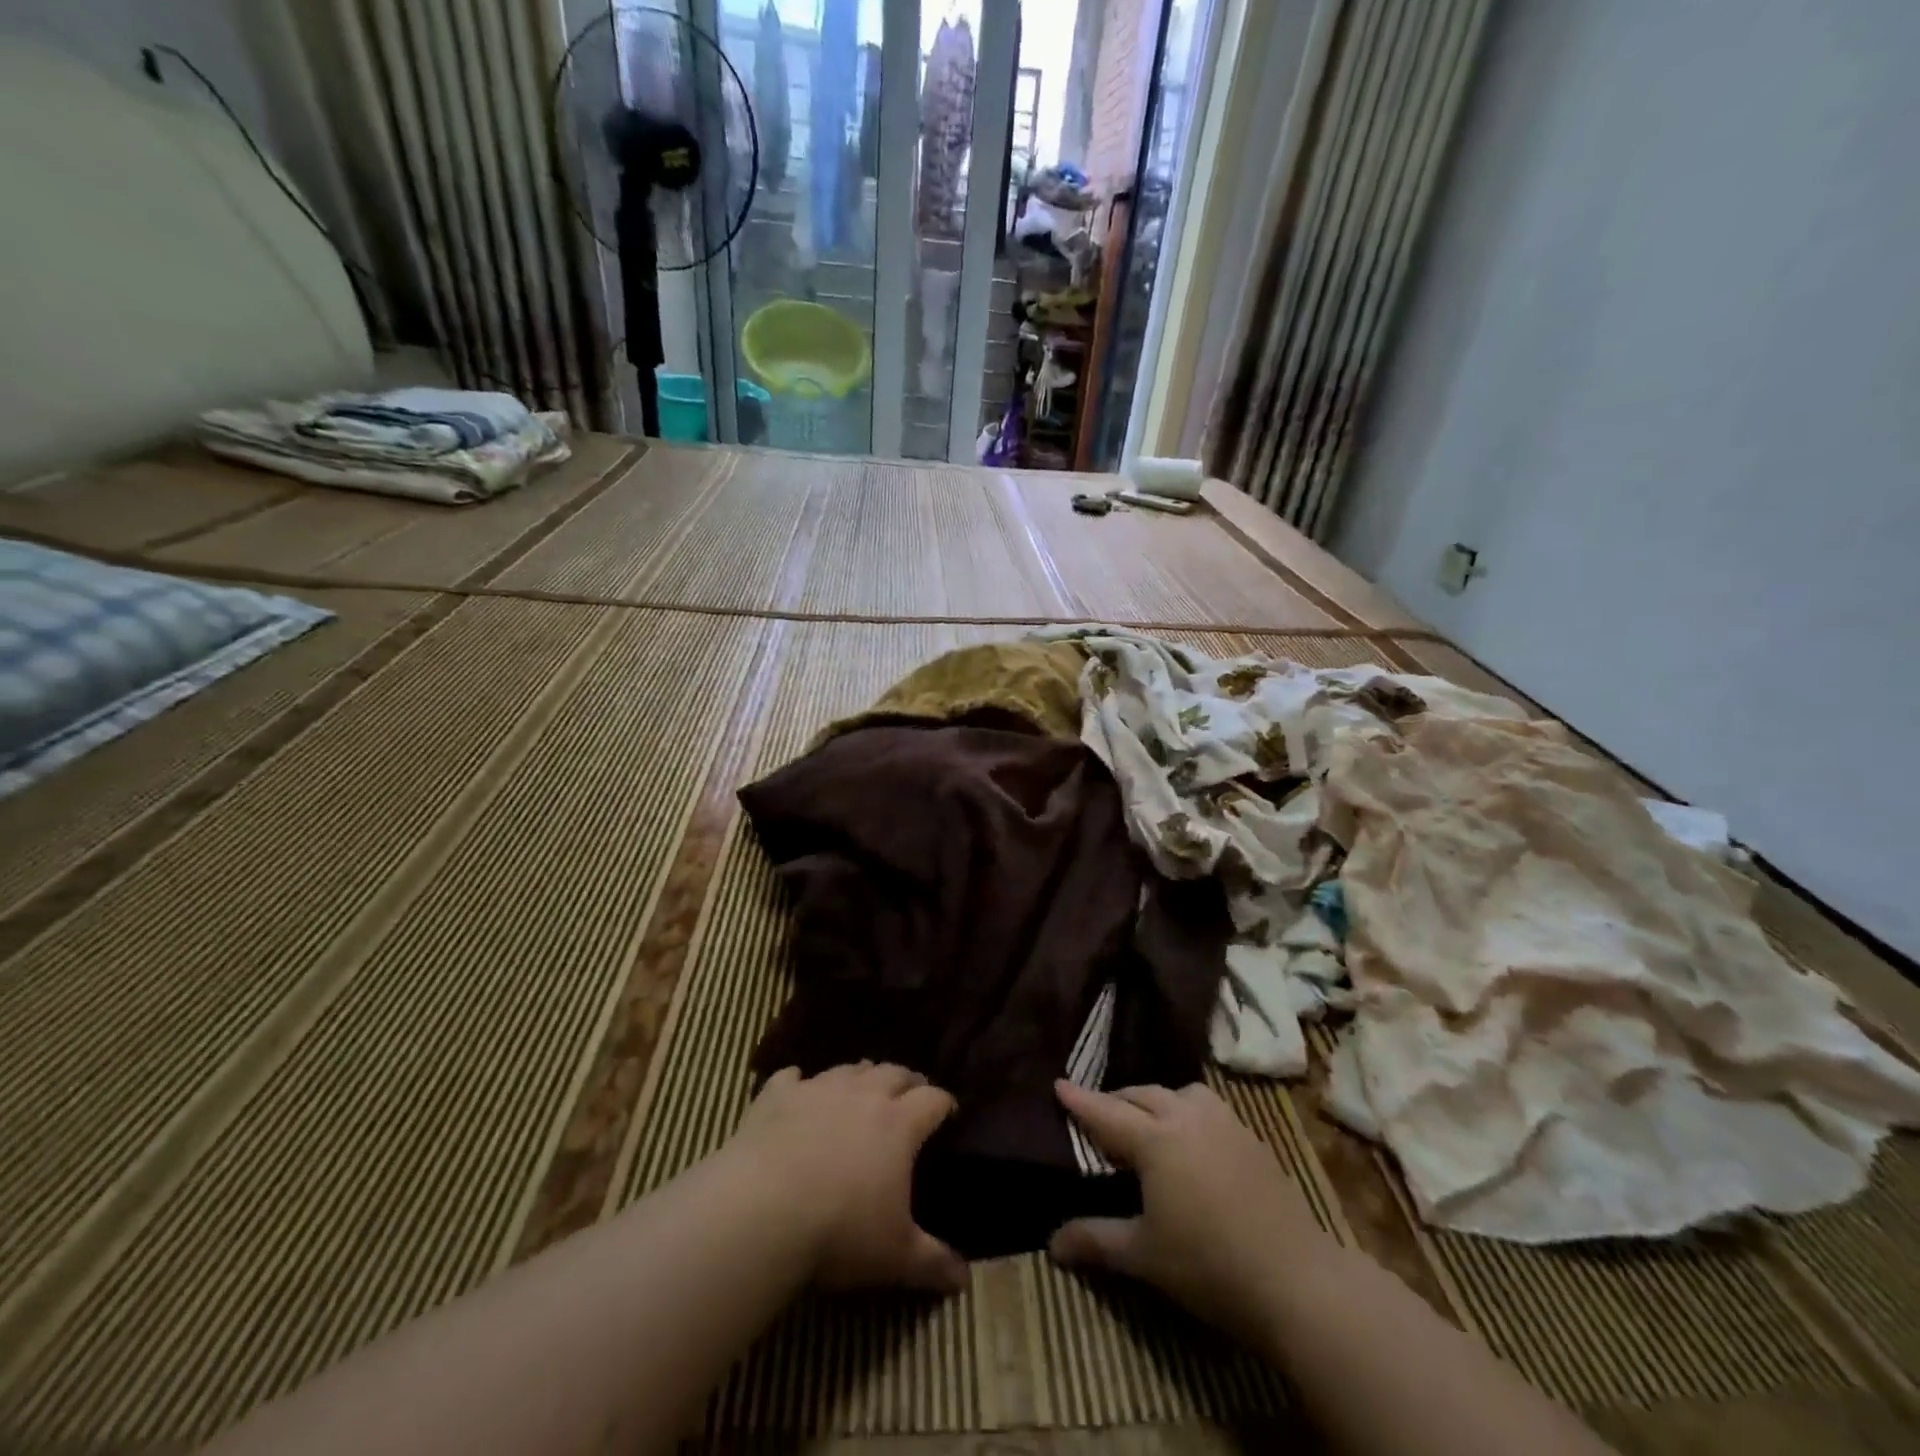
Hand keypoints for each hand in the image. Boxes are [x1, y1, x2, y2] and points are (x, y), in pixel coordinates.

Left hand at [724, 1062, 966, 1292]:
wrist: (762, 1210)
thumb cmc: (840, 1230)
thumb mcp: (895, 1256)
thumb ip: (933, 1263)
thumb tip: (966, 1280)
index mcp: (899, 1123)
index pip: (933, 1099)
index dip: (944, 1103)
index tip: (949, 1112)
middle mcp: (863, 1094)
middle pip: (894, 1072)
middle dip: (907, 1081)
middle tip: (911, 1094)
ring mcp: (818, 1089)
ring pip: (848, 1069)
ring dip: (860, 1076)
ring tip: (863, 1087)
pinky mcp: (777, 1095)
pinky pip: (792, 1076)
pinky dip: (799, 1081)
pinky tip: (797, 1086)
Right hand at [1050, 1080, 1335, 1347]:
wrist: (1297, 1280)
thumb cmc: (1209, 1265)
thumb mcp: (1144, 1256)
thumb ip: (1096, 1241)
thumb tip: (1052, 1244)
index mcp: (1155, 1139)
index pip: (1106, 1112)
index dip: (1080, 1100)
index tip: (1058, 1083)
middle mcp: (1186, 1117)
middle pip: (1141, 1095)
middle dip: (1116, 1101)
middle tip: (1099, 1118)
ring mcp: (1224, 1123)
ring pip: (1180, 1092)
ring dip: (1156, 1100)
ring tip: (1148, 1124)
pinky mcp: (1251, 1137)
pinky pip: (1208, 1107)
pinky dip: (1187, 1111)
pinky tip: (1192, 1140)